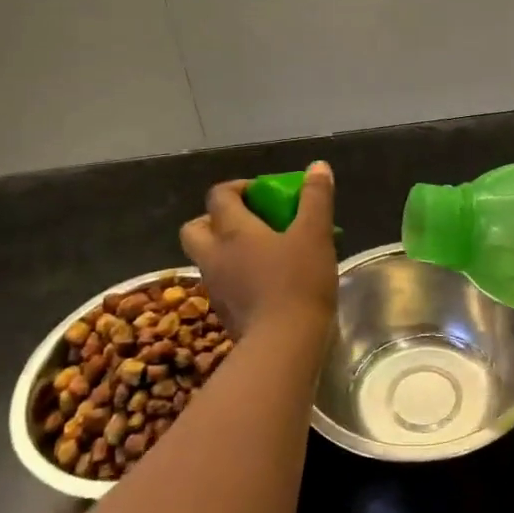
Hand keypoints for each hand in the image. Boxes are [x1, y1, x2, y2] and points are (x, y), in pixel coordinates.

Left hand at [179, 162, 337, 335]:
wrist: (283, 346)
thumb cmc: (299, 282)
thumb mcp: (316, 234)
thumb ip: (316, 198)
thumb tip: (318, 166)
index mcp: (233, 231)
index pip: (219, 196)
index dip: (238, 188)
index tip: (263, 192)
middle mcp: (214, 256)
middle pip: (195, 228)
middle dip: (215, 219)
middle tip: (248, 222)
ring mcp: (215, 288)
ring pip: (207, 259)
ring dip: (225, 250)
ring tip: (261, 254)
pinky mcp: (224, 314)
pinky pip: (221, 285)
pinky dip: (235, 277)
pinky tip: (264, 285)